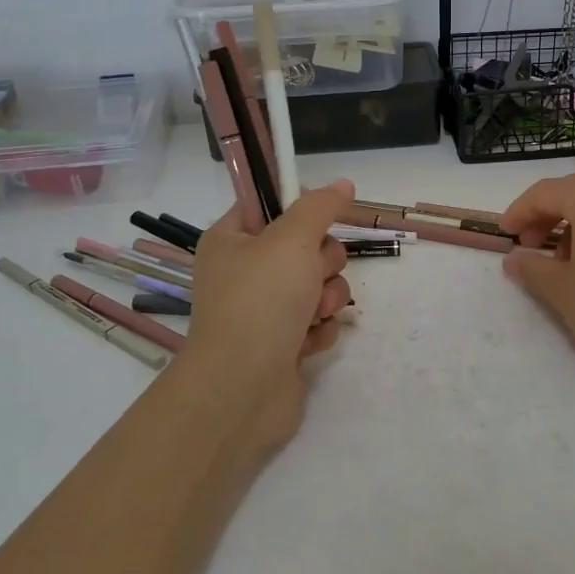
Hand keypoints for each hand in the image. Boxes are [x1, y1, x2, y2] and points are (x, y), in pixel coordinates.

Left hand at [184, 180, 355, 441]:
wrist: (242, 389)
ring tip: (313, 315)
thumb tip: (342, 184)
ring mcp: (264, 310)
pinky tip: (307, 342)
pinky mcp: (283, 343)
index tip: (321, 218)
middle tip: (313, 275)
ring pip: (318, 284)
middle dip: (322, 262)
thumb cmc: (260, 301)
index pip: (270, 204)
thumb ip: (320, 207)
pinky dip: (319, 329)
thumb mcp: (292, 239)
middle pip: (305, 246)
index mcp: (231, 240)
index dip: (301, 208)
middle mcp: (244, 272)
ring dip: (326, 298)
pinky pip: (317, 321)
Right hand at [500, 171, 574, 380]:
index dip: (518, 212)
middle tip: (528, 247)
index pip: (544, 193)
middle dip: (543, 216)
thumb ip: (532, 268)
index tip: (504, 236)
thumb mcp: (562, 290)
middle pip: (571, 192)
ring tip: (559, 262)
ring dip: (569, 224)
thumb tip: (513, 259)